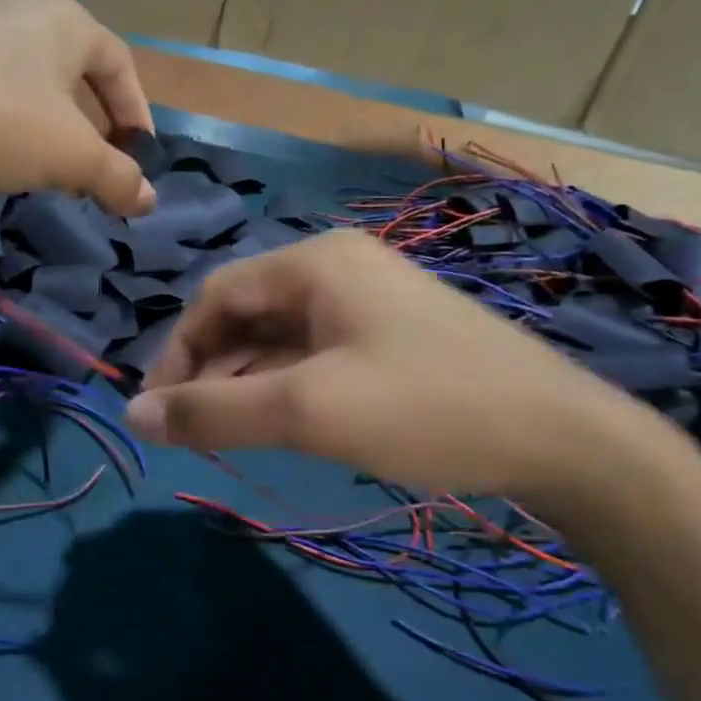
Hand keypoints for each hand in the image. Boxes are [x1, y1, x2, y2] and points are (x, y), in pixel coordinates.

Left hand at [0, 0, 157, 215]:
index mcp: (65, 20)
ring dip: (45, 123)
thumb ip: (117, 177)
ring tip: (45, 164)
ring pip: (26, 78)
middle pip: (72, 70)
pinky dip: (1, 119)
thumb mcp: (71, 157)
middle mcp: (18, 10)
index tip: (138, 154)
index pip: (119, 64)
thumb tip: (147, 200)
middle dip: (90, 121)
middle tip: (94, 164)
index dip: (137, 112)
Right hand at [124, 229, 682, 522]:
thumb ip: (215, 412)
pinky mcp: (390, 336)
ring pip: (280, 338)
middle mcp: (336, 268)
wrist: (565, 438)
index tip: (159, 412)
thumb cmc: (428, 407)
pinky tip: (285, 425)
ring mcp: (368, 302)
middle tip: (197, 432)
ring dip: (248, 382)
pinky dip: (287, 386)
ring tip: (233, 435)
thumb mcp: (310, 410)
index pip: (216, 296)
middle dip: (212, 370)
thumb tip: (135, 417)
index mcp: (314, 262)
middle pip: (246, 314)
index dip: (177, 352)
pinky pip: (315, 354)